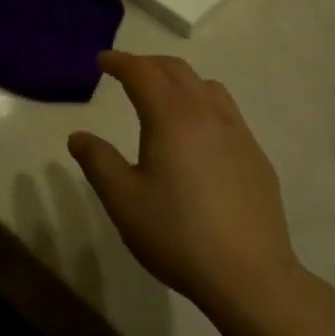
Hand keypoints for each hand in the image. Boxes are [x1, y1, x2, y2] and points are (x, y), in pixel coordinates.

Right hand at [68, 52, 299, 318]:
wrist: (249, 275)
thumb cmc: (177, 235)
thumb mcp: (123, 201)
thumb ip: (98, 162)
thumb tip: (79, 136)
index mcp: (171, 117)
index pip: (142, 72)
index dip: (120, 62)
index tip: (102, 60)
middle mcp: (206, 113)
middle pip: (175, 70)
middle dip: (147, 64)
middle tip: (126, 72)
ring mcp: (237, 132)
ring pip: (205, 86)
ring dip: (178, 80)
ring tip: (163, 96)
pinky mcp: (255, 154)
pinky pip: (225, 110)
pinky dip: (203, 103)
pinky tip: (198, 134)